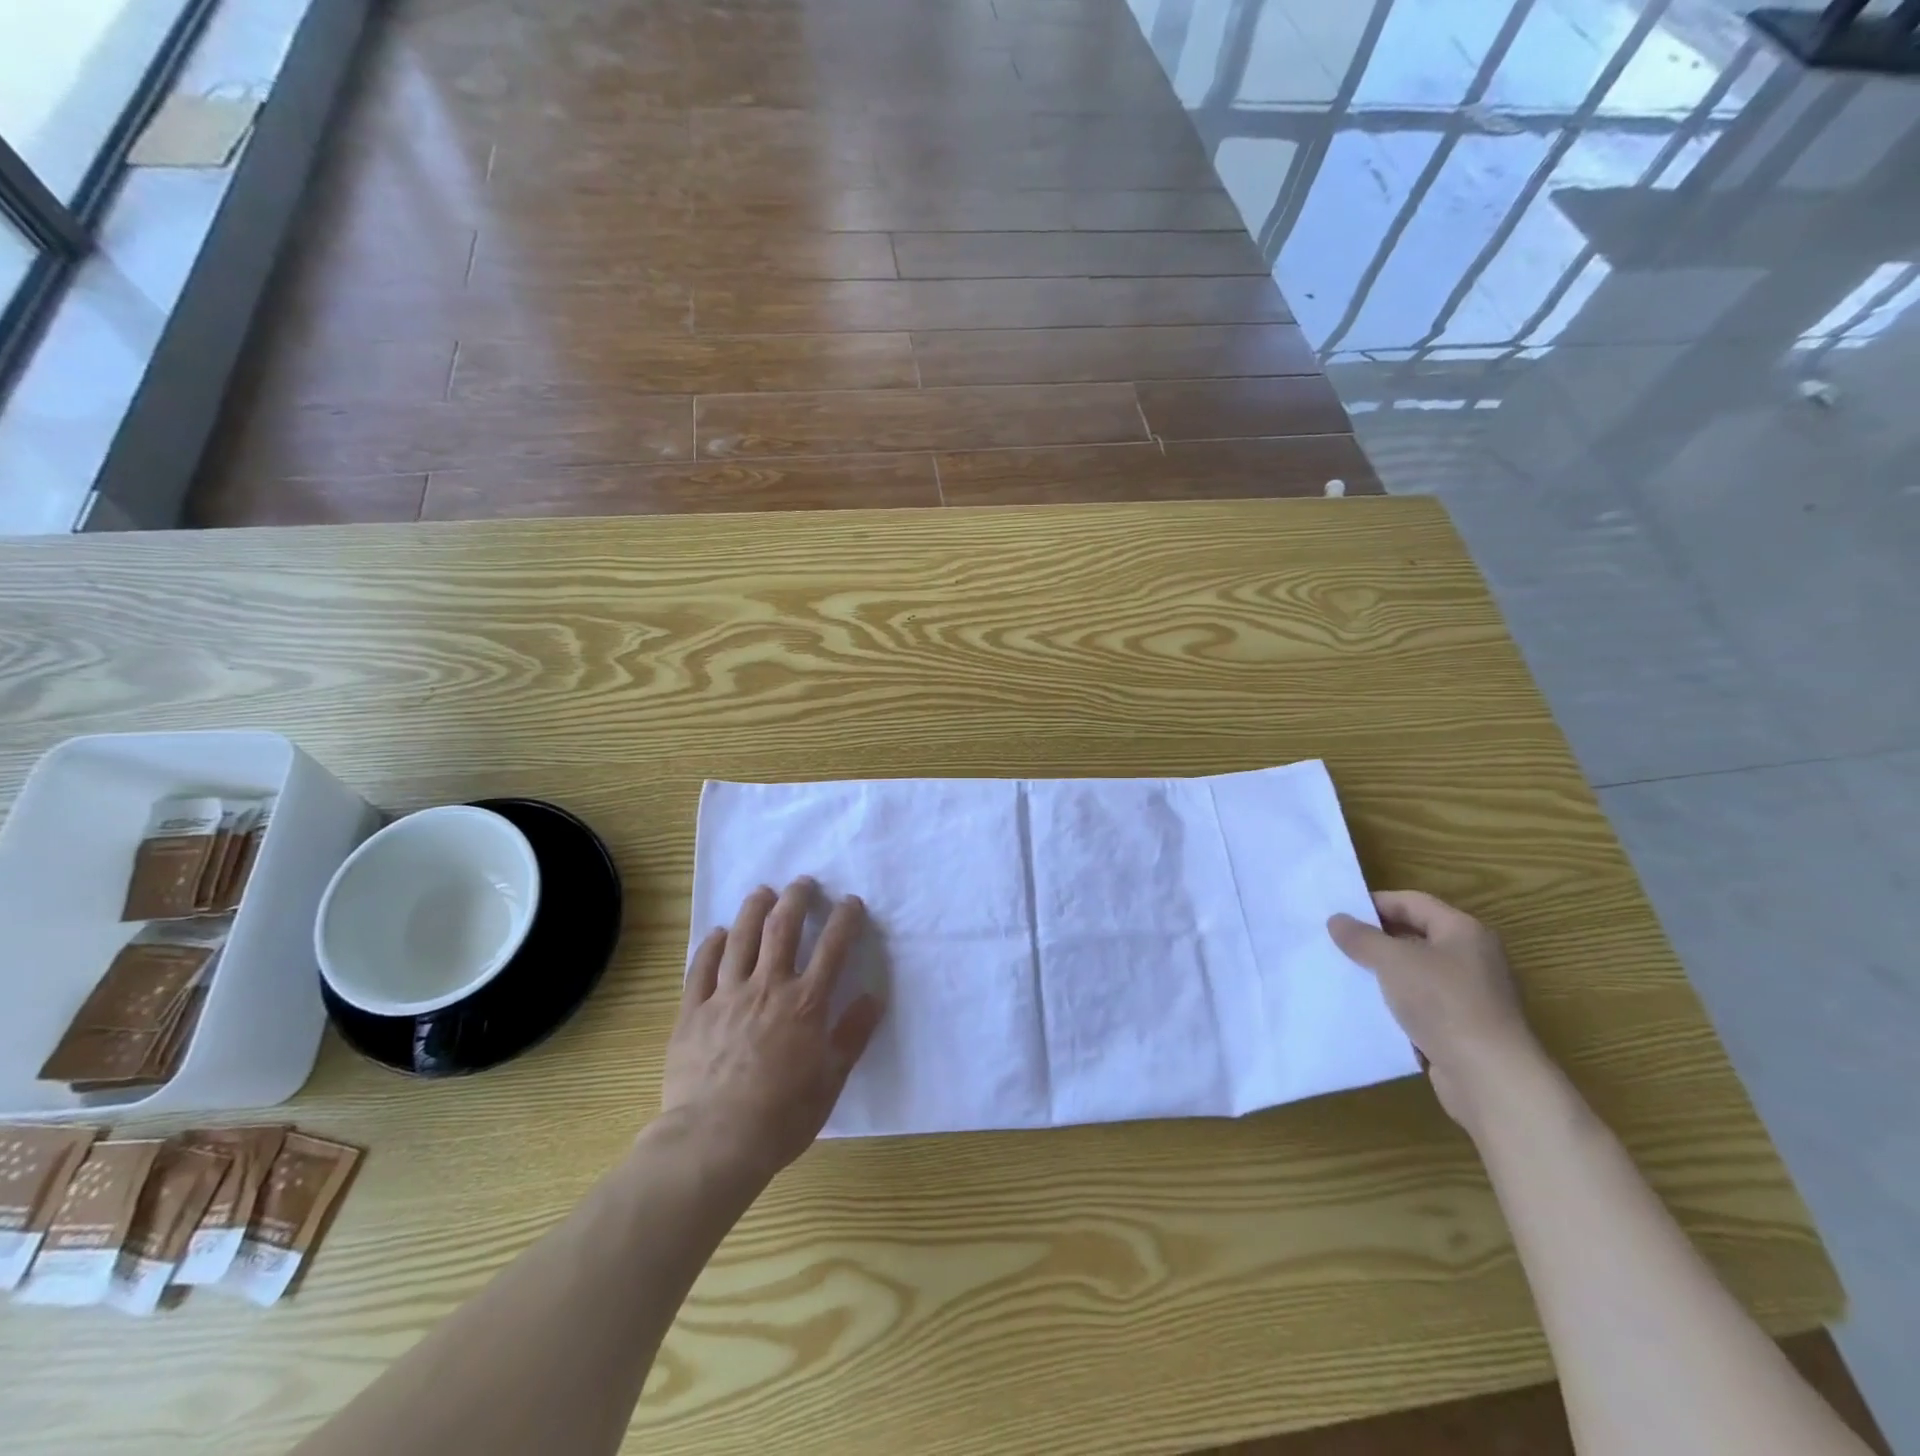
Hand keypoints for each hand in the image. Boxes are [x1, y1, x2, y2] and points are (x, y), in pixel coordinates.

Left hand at [663, 879, 883, 1179]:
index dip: (845, 918)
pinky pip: (701, 967)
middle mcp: (767, 987)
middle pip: (783, 929)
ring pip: (741, 938)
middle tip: (802, 883)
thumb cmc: (781, 1116)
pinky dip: (712, 944)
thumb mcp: (831, 1080)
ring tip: (762, 892)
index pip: (832, 947)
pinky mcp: (693, 1011)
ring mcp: (726, 996)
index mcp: (806, 1003)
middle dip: (796, 899)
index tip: (851, 902)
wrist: (713, 1141)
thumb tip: (874, 997)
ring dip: (754, 909)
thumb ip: (853, 1034)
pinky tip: (718, 933)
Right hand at [1328, 890, 1543, 1131]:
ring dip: (1384, 971)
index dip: (1375, 903)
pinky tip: (1369, 1006)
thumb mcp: (1393, 961)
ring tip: (1346, 972)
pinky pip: (1422, 1001)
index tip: (1339, 913)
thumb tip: (1337, 919)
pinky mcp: (1463, 1025)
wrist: (1489, 1077)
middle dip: (1376, 938)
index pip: (1412, 902)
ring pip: (1417, 970)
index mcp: (1463, 931)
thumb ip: (1362, 937)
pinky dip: (1397, 1000)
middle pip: (1416, 935)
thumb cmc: (1443, 1003)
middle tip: (1337, 942)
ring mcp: (1470, 993)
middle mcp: (1472, 956)